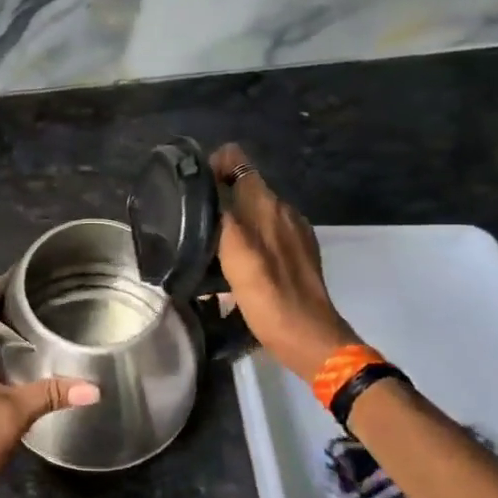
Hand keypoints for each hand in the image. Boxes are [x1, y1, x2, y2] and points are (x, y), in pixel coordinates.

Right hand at [211, 142, 360, 376]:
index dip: (213, 165)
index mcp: (267, 204)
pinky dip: (246, 239)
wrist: (308, 337)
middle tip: (189, 218)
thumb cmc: (267, 295)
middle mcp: (283, 211)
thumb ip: (222, 215)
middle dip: (218, 194)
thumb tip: (206, 185)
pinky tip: (231, 263)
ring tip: (205, 241)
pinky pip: (264, 233)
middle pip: (245, 186)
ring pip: (254, 211)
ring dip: (231, 218)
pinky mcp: (296, 255)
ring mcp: (293, 233)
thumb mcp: (235, 253)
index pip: (238, 161)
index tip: (190, 185)